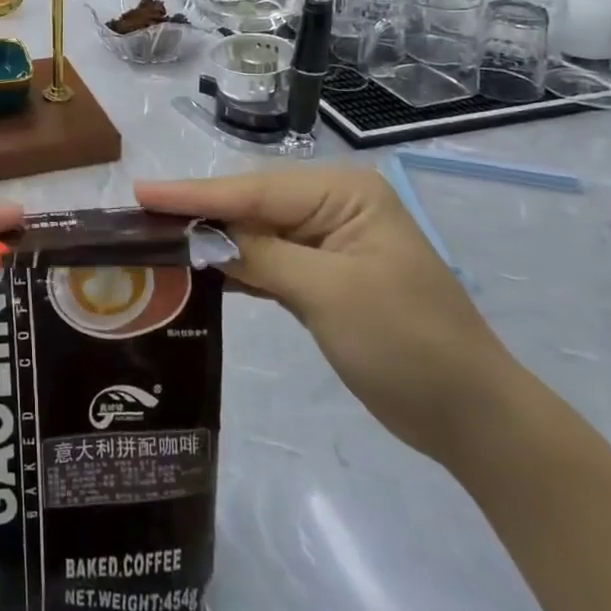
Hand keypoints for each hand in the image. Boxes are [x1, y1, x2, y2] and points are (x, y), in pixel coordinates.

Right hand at [136, 166, 518, 464]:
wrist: (473, 418)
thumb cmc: (407, 344)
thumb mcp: (329, 294)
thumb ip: (260, 256)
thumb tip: (199, 238)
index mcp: (344, 194)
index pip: (254, 192)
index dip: (194, 195)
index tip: (139, 193)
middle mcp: (333, 207)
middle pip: (250, 206)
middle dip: (198, 214)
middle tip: (137, 218)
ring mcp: (327, 242)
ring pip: (254, 233)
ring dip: (211, 240)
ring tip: (154, 238)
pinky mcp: (322, 277)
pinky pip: (267, 260)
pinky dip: (235, 265)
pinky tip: (198, 267)